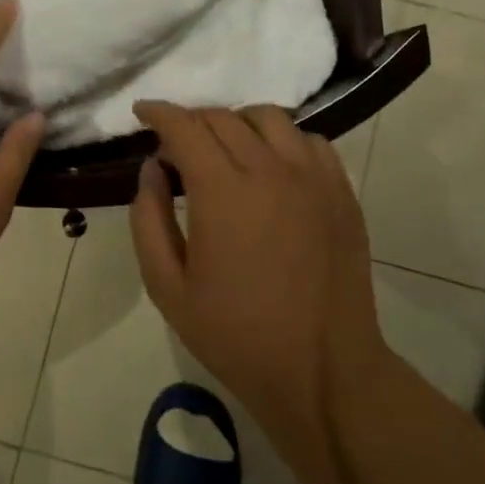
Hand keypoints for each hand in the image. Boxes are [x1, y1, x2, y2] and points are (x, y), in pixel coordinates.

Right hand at [129, 102, 387, 453]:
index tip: (142, 111)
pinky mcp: (342, 194)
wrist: (322, 371)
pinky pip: (311, 142)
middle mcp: (271, 171)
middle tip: (176, 147)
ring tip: (225, 151)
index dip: (158, 113)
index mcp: (223, 192)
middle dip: (191, 121)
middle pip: (224, 117)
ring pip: (271, 119)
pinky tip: (272, 168)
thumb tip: (151, 169)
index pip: (185, 127)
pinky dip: (282, 141)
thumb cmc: (234, 334)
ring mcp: (314, 179)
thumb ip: (148, 219)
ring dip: (237, 123)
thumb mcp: (167, 286)